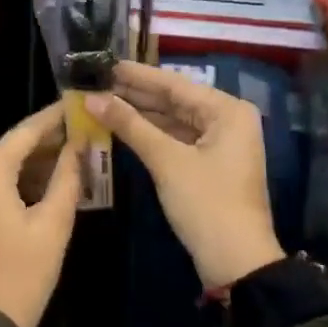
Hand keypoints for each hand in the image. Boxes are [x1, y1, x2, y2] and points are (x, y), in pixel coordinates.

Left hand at [0, 104, 80, 326]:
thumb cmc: (24, 270)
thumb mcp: (54, 221)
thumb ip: (68, 176)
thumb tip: (80, 145)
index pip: (26, 131)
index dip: (55, 117)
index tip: (79, 104)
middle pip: (15, 147)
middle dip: (50, 141)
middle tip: (86, 131)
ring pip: (8, 166)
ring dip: (40, 162)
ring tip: (79, 155)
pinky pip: (0, 184)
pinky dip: (26, 181)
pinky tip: (55, 182)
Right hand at [87, 62, 284, 289]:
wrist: (237, 263)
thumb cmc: (206, 203)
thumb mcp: (166, 161)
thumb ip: (129, 125)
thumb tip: (91, 98)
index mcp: (227, 110)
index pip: (173, 84)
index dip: (136, 75)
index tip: (103, 63)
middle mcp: (227, 119)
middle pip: (174, 100)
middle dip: (134, 94)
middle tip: (95, 82)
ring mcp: (220, 142)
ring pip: (173, 120)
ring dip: (139, 114)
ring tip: (101, 101)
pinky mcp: (209, 163)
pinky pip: (175, 138)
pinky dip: (150, 134)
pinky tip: (121, 126)